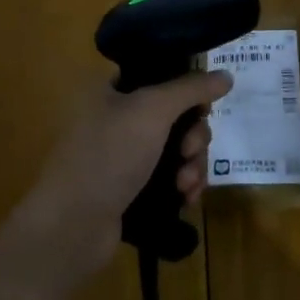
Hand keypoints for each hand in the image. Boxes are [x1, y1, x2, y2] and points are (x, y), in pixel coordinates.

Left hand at [19, 71, 234, 281]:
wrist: (73, 225)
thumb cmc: (109, 154)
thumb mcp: (152, 110)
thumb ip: (191, 89)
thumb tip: (226, 74)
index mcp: (111, 90)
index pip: (159, 76)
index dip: (187, 89)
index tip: (203, 107)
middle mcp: (116, 118)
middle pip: (175, 116)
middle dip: (193, 135)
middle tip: (189, 150)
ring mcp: (123, 156)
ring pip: (176, 149)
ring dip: (191, 164)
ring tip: (185, 184)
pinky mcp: (131, 189)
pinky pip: (169, 178)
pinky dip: (182, 185)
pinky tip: (186, 199)